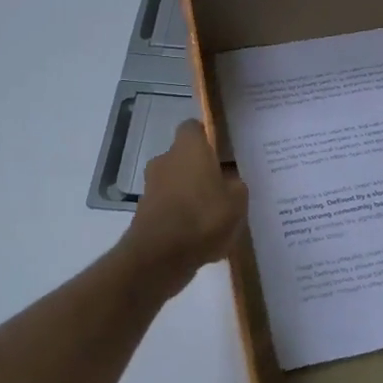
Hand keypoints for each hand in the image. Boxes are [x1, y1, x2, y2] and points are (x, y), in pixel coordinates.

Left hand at [122, 120, 248, 292]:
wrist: (160, 255)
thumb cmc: (203, 217)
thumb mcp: (238, 200)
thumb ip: (237, 185)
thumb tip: (231, 181)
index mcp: (188, 148)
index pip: (194, 127)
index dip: (208, 137)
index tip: (224, 152)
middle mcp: (165, 160)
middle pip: (185, 157)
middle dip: (202, 170)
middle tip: (225, 187)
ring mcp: (152, 185)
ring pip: (177, 182)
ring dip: (192, 194)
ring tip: (215, 216)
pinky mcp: (145, 211)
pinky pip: (170, 206)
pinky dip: (182, 215)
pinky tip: (200, 236)